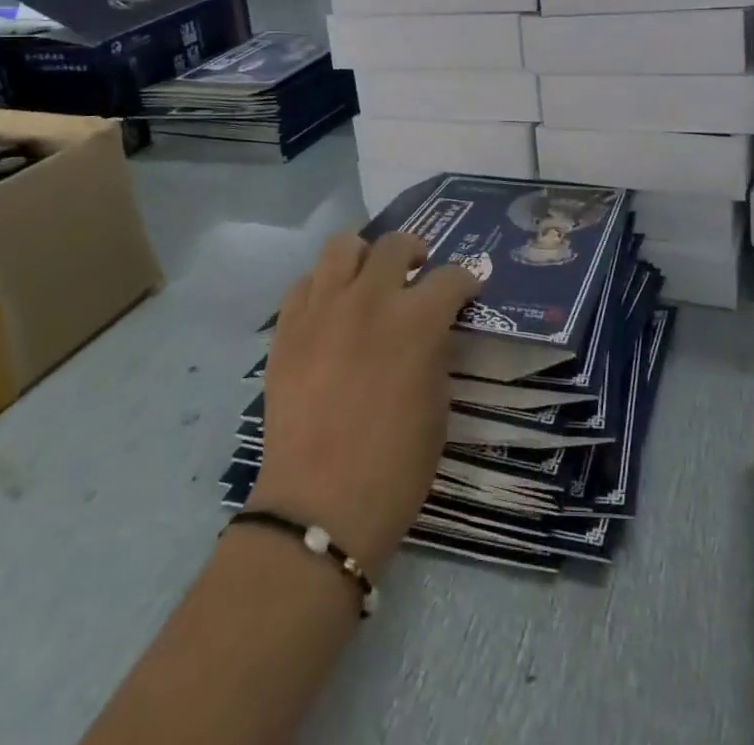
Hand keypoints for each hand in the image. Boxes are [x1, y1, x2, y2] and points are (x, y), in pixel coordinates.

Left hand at [248, 231, 479, 571]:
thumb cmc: (394, 468)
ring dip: (364, 256)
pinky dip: (323, 287)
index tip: (467, 292)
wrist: (319, 509)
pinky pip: (305, 283)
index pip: (450, 277)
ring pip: (342, 246)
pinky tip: (331, 311)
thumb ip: (435, 353)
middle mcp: (369, 300)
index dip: (465, 282)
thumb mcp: (437, 407)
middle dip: (415, 253)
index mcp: (416, 322)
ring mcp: (322, 310)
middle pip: (395, 245)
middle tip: (417, 274)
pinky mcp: (287, 329)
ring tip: (369, 279)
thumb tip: (432, 330)